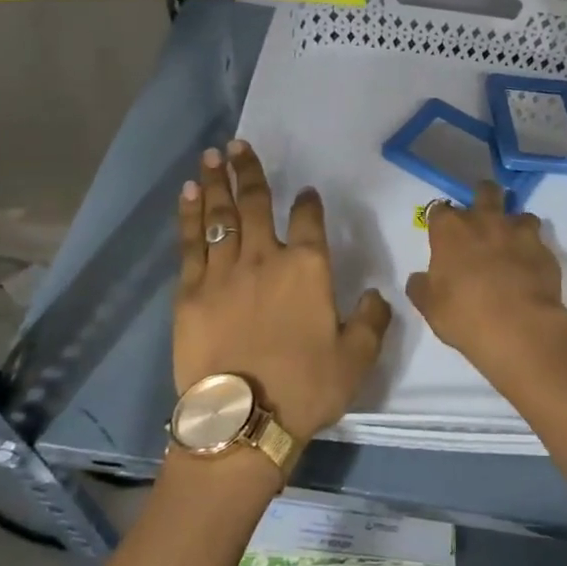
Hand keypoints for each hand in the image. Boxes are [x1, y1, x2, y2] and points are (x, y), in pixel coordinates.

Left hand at [175, 140, 391, 441]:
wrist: (243, 420)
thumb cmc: (306, 388)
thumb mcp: (357, 358)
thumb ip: (372, 320)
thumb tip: (377, 294)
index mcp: (307, 268)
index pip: (308, 220)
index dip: (307, 203)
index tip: (305, 193)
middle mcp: (264, 258)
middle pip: (254, 203)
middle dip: (248, 171)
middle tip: (238, 144)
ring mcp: (223, 272)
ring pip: (219, 215)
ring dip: (217, 182)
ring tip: (211, 155)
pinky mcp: (190, 291)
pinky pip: (191, 243)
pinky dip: (190, 215)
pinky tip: (189, 194)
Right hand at [406, 182, 566, 380]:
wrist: (519, 329)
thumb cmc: (465, 315)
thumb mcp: (430, 307)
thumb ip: (421, 287)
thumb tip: (419, 279)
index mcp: (451, 230)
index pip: (439, 209)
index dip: (441, 221)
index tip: (442, 235)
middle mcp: (485, 221)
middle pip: (486, 191)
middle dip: (483, 198)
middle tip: (482, 221)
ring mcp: (519, 233)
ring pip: (520, 214)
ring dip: (515, 226)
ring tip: (511, 247)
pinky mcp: (545, 250)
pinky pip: (539, 242)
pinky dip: (533, 251)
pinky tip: (530, 270)